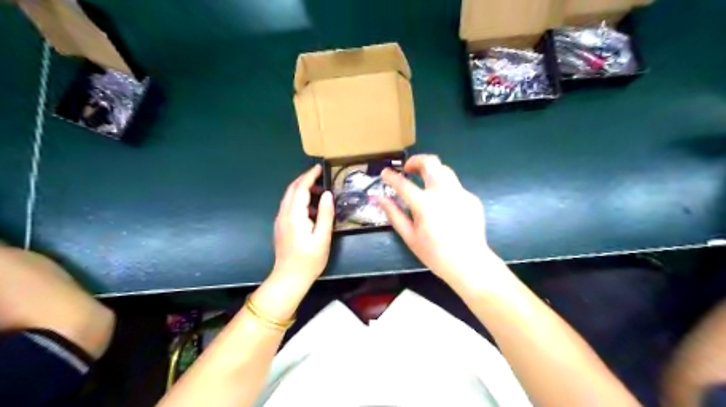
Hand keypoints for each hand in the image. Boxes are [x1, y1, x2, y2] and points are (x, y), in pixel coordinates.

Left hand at [270, 163, 332, 284]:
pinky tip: (311, 208)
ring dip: (302, 189)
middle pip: (292, 189)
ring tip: (319, 191)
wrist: (289, 278)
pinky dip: (299, 199)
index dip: (310, 176)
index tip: (319, 168)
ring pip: (289, 197)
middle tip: (320, 176)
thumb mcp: (322, 237)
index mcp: (294, 215)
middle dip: (305, 179)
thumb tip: (327, 194)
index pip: (300, 188)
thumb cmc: (309, 260)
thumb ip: (325, 214)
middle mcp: (284, 214)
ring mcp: (280, 220)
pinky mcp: (281, 226)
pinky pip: (289, 206)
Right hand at [377, 154, 496, 285]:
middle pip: (430, 162)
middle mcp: (444, 192)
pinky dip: (444, 189)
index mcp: (425, 204)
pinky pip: (455, 186)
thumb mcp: (409, 236)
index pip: (403, 183)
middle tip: (408, 170)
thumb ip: (393, 214)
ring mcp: (460, 193)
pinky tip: (443, 206)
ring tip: (424, 184)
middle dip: (416, 160)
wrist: (469, 263)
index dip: (391, 176)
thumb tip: (379, 198)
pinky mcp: (472, 198)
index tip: (385, 173)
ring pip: (444, 170)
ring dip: (431, 172)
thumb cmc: (435, 253)